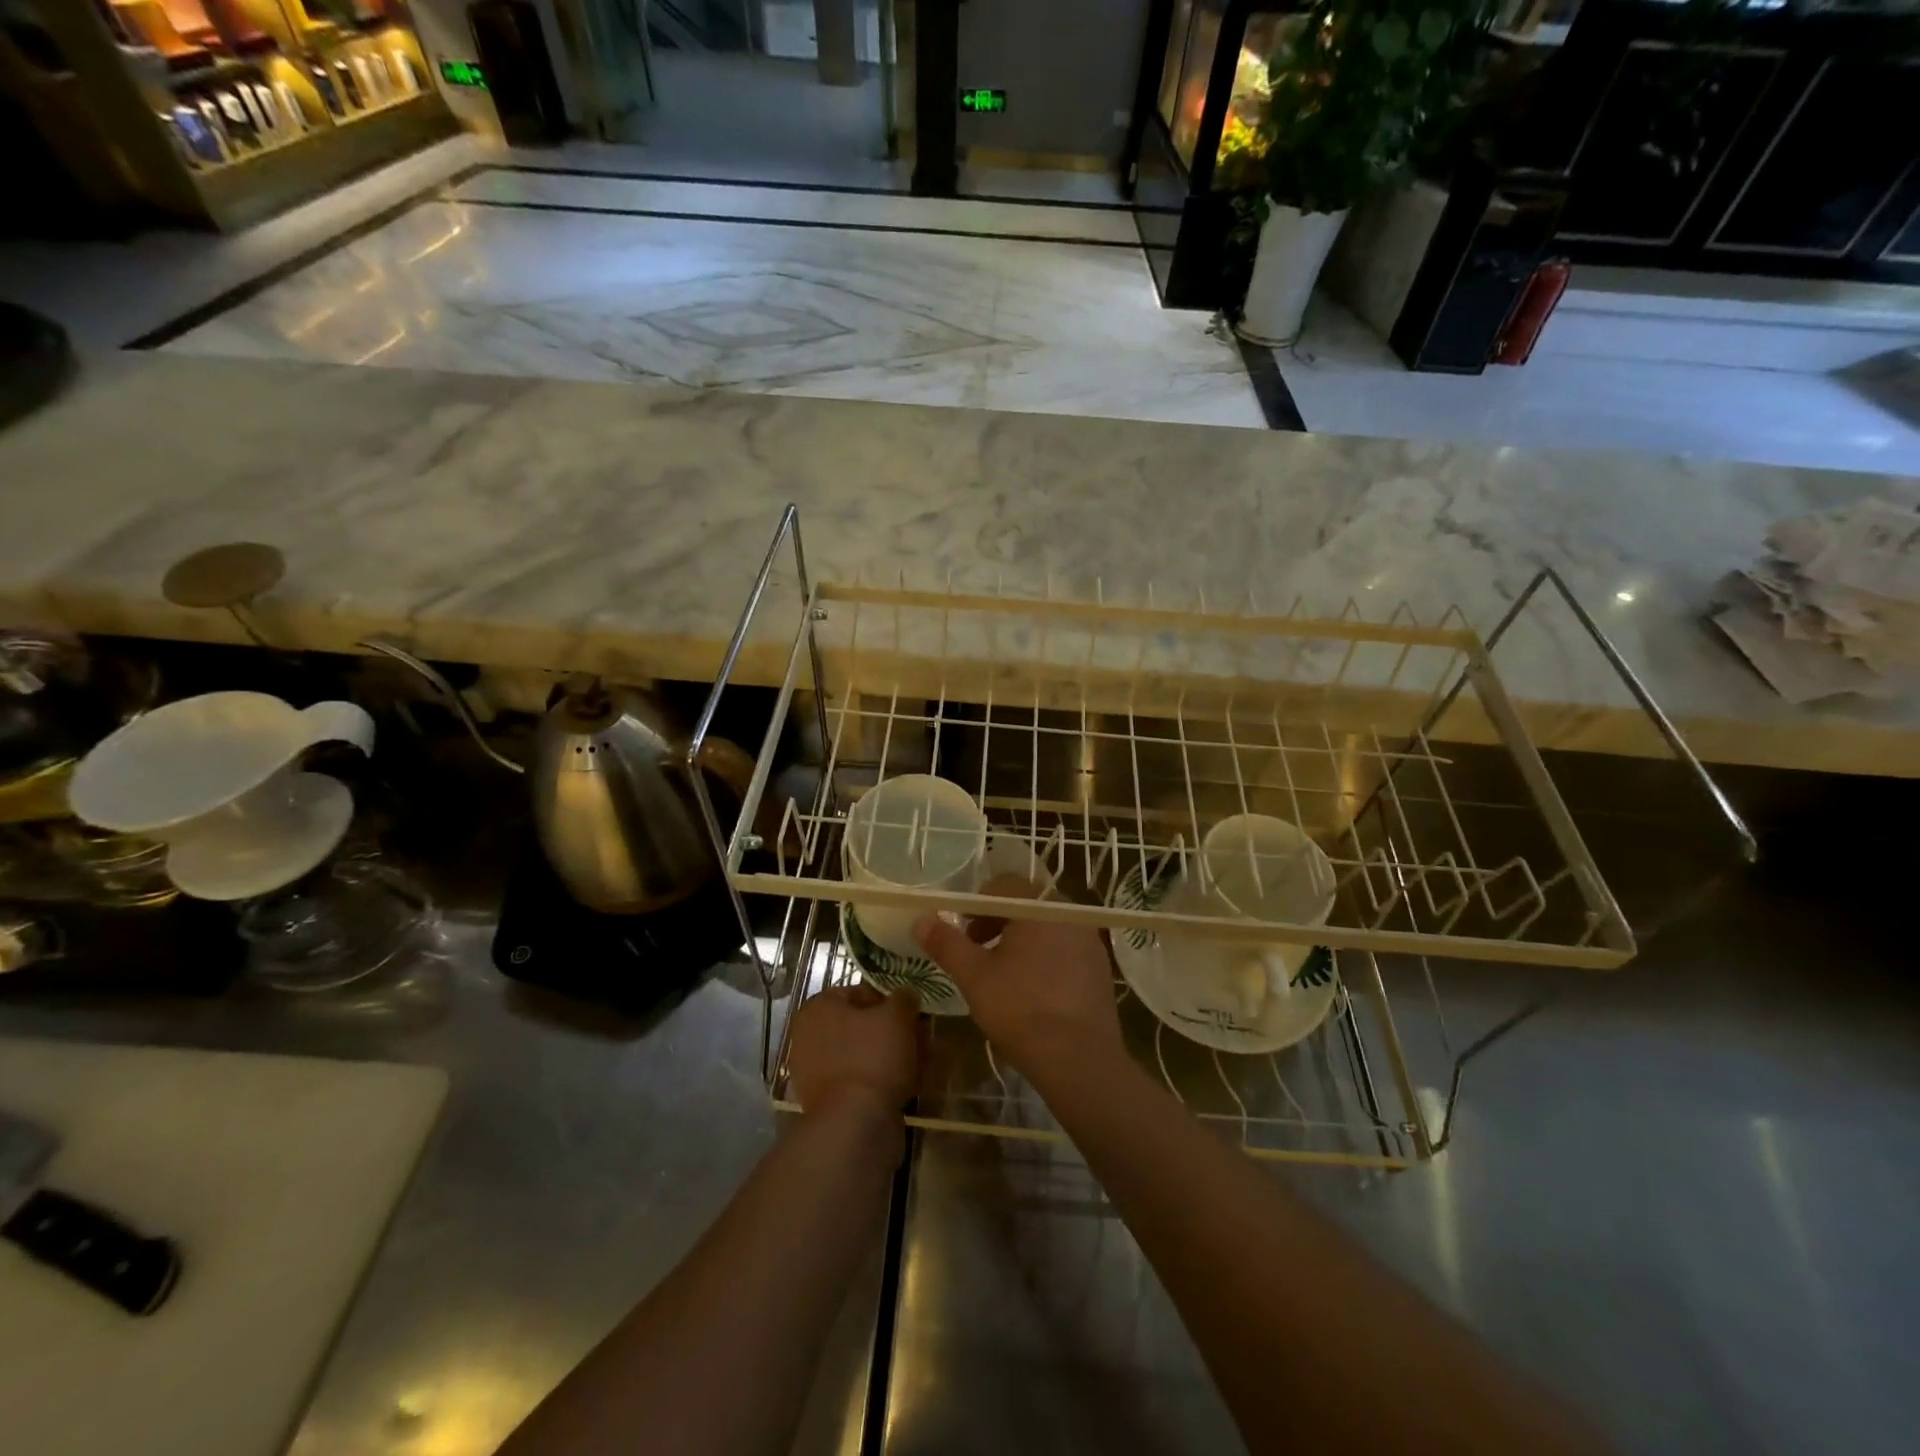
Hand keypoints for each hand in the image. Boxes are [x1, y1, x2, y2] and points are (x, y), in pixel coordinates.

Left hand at [787, 982, 922, 1120]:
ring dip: (891, 1055)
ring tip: (921, 1062)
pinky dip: (883, 1079)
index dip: (890, 1000)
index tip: (912, 1013)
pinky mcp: (829, 1102)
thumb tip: (906, 995)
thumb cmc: (872, 1057)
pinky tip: (908, 1085)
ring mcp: (816, 1072)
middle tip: (921, 1038)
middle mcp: (809, 1037)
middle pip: (862, 1025)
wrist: (855, 1125)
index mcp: (817, 1008)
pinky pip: (861, 1080)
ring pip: (863, 1054)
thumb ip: (903, 998)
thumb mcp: (897, 1016)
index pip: (860, 992)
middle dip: (893, 1030)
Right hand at [912, 876, 1121, 1078]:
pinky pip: (1066, 950)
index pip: (1005, 885)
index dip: (979, 905)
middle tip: (980, 951)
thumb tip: (921, 919)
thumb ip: (946, 943)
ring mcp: (1090, 941)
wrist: (1078, 1057)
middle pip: (1028, 904)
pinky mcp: (1100, 968)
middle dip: (1000, 923)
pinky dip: (1047, 959)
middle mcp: (1069, 914)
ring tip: (1005, 974)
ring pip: (1048, 928)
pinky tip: (1034, 991)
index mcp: (1038, 906)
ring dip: (1023, 941)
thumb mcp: (973, 975)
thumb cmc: (1020, 1007)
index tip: (965, 931)